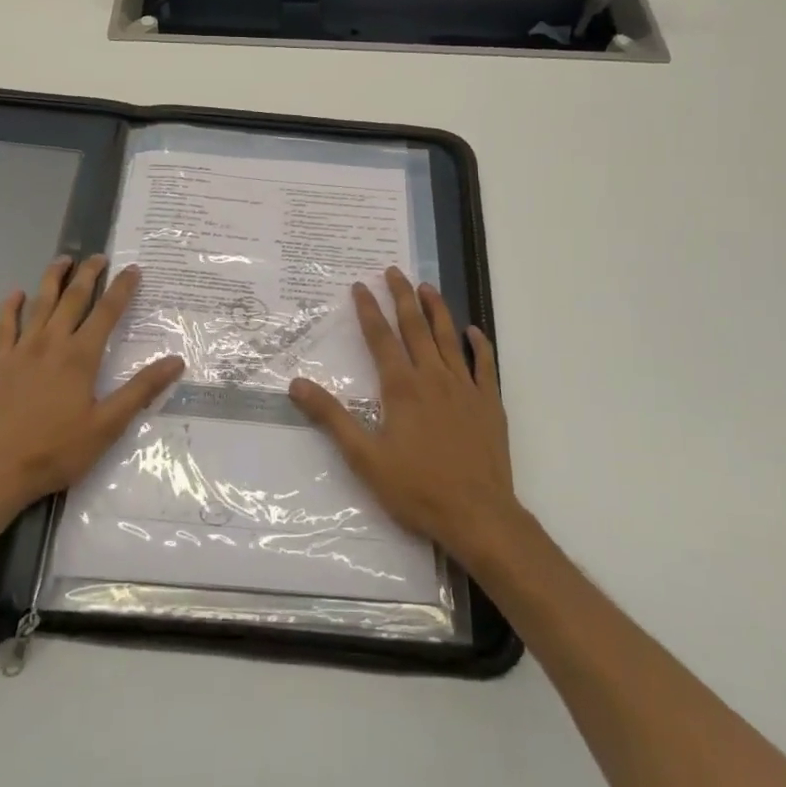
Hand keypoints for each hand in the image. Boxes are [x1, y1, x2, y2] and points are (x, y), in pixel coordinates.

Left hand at [0, 255, 184, 514]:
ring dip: (53, 278)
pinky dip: (11, 306)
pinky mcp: (0, 363)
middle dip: (88, 274)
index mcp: (80, 356)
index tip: (133, 269)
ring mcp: (22, 350)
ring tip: (63, 259)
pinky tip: (16, 294)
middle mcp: (51, 343)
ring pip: (40, 303)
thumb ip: (141, 390)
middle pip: (73, 298)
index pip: (107, 312)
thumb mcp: (107, 426)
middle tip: (99, 256)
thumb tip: (176, 361)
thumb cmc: (56, 450)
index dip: (122, 288)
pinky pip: (5, 325)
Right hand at [289, 267, 514, 566]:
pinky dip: (479, 344)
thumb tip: (296, 384)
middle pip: (416, 327)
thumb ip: (332, 418)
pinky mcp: (489, 403)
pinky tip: (473, 330)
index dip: (368, 310)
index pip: (381, 338)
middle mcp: (433, 377)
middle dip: (402, 296)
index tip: (359, 286)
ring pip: (449, 338)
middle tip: (394, 271)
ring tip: (427, 287)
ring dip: (437, 309)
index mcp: (402, 388)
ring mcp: (465, 388)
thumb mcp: (364, 457)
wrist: (478, 515)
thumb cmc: (417, 488)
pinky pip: (485, 364)